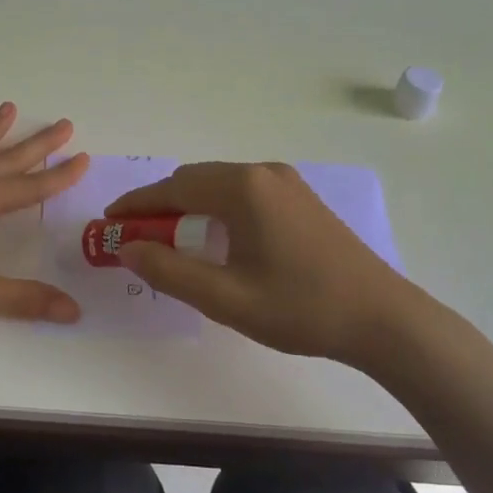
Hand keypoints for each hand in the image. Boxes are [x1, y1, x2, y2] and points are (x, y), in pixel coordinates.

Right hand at [107, 162, 429, 362]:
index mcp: (243, 188)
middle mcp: (263, 173)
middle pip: (195, 181)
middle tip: (137, 239)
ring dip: (189, 208)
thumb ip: (169, 271)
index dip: (136, 204)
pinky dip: (217, 210)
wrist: (384, 319)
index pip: (173, 187)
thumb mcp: (226, 298)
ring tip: (173, 243)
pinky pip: (244, 194)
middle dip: (161, 206)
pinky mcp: (301, 199)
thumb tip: (126, 248)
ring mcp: (287, 183)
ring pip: (219, 186)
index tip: (108, 221)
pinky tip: (218, 240)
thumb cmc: (301, 308)